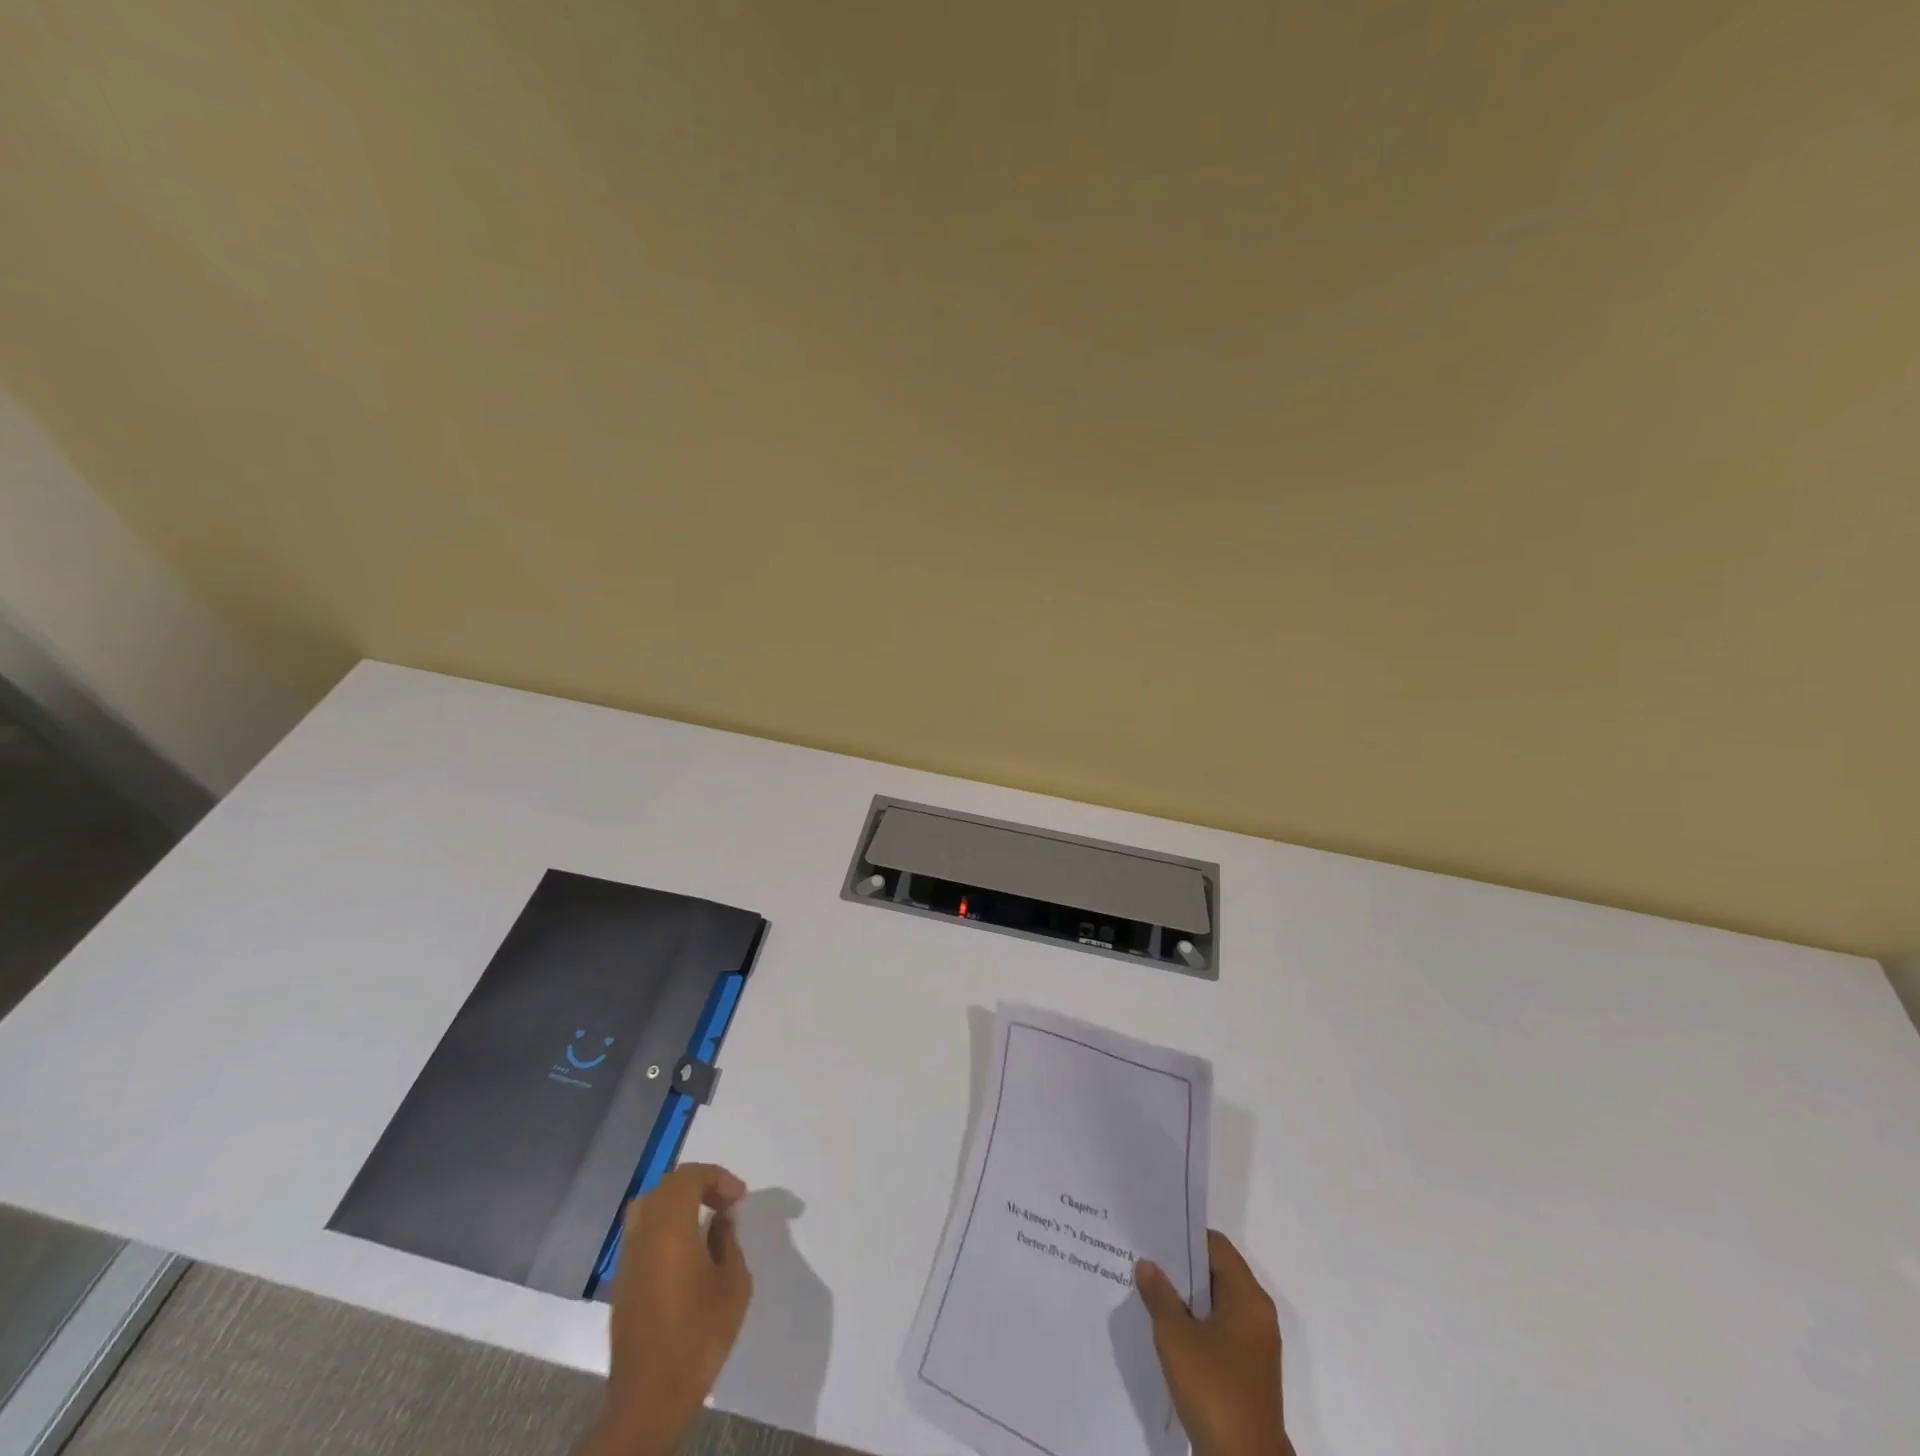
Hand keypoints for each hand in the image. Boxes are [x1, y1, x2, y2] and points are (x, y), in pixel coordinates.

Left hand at [581, 1164, 753, 1455]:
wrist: (650, 1397)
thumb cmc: (699, 1336)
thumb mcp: (733, 1284)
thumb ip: (728, 1240)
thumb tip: (721, 1217)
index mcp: (670, 1228)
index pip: (689, 1176)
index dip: (717, 1177)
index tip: (740, 1198)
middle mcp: (644, 1234)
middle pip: (667, 1186)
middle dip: (699, 1184)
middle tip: (725, 1202)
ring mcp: (628, 1258)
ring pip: (649, 1206)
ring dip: (678, 1202)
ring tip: (705, 1219)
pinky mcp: (622, 1281)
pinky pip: (642, 1233)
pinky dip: (665, 1225)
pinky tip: (686, 1249)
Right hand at [1136, 1231, 1291, 1455]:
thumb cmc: (1214, 1391)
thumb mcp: (1176, 1337)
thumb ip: (1159, 1295)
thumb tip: (1147, 1264)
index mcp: (1248, 1298)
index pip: (1216, 1246)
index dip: (1184, 1237)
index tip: (1154, 1235)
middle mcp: (1257, 1314)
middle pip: (1217, 1272)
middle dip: (1182, 1267)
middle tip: (1145, 1258)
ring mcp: (1255, 1345)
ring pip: (1217, 1303)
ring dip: (1187, 1298)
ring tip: (1150, 1290)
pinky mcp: (1248, 1371)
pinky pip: (1220, 1330)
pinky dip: (1197, 1323)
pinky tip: (1168, 1329)